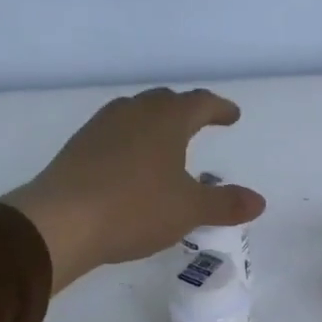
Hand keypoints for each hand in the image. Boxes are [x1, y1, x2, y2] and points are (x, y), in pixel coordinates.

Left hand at [4, 88, 264, 291]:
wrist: (61, 221)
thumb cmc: (135, 208)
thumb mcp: (189, 210)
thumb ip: (225, 204)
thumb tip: (259, 201)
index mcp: (166, 120)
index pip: (200, 103)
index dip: (219, 109)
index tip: (232, 116)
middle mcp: (133, 113)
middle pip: (165, 101)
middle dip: (186, 110)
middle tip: (200, 122)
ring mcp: (101, 127)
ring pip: (136, 113)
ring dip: (155, 123)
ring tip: (166, 142)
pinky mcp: (79, 147)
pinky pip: (115, 133)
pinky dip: (132, 140)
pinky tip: (131, 164)